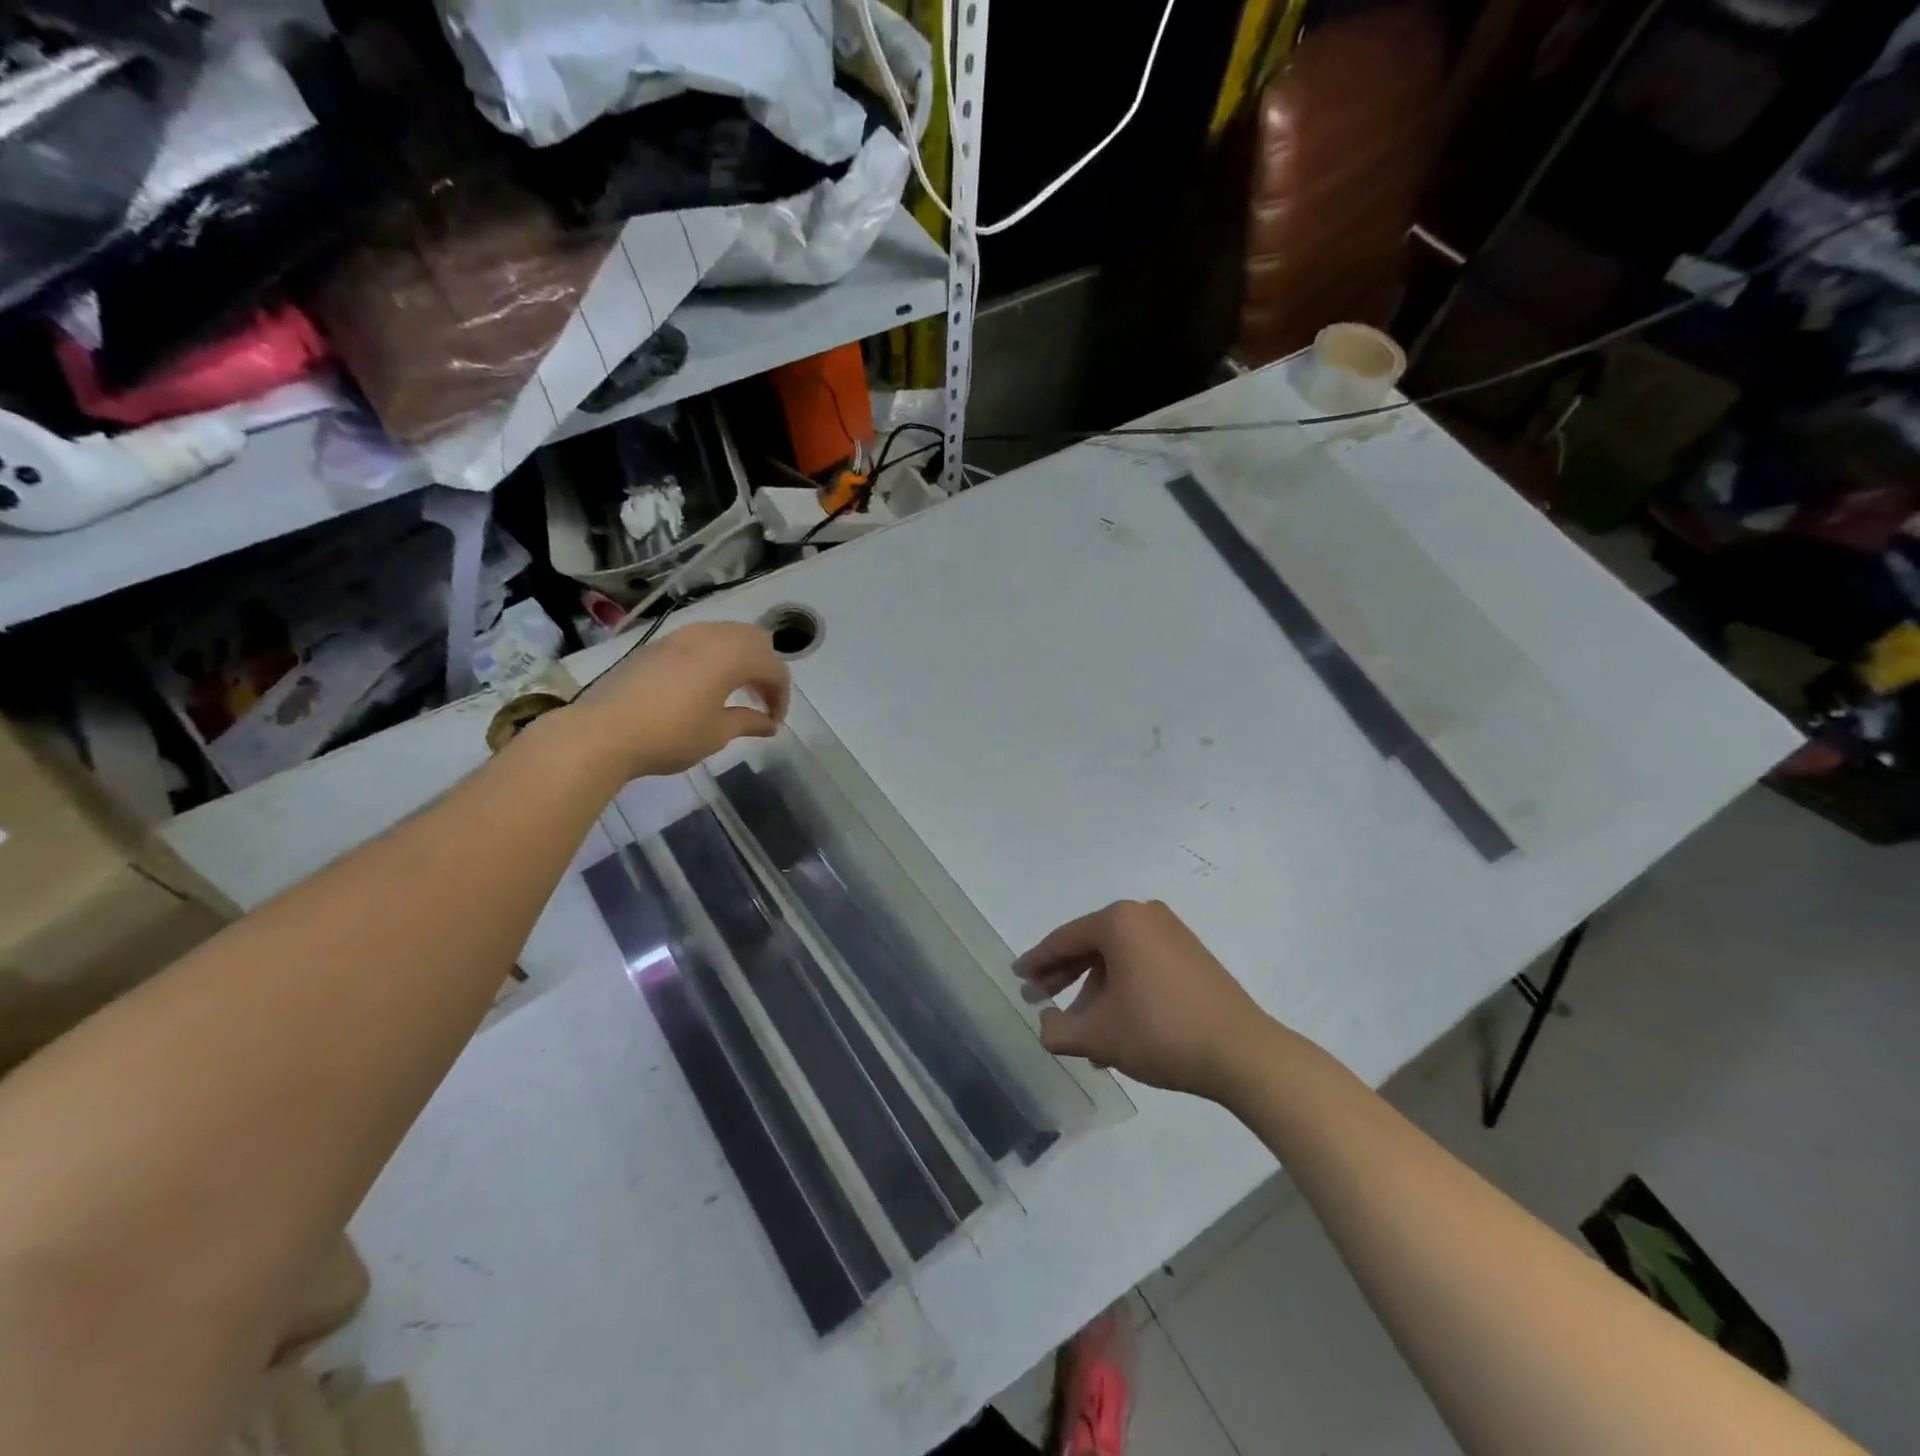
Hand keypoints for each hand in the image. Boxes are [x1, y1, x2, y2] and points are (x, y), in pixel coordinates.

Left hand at [573, 621, 790, 777]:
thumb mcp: (716, 733)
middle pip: (754, 640)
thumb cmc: (670, 735)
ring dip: (740, 658)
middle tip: (760, 700)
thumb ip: (748, 722)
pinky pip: (700, 640)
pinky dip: (715, 656)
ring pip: (726, 634)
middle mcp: (711, 636)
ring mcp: (681, 636)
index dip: (781, 695)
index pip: (774, 668)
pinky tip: (704, 684)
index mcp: (732, 656)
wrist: (604, 732)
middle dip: (765, 668)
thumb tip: (768, 723)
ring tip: (735, 690)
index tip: (774, 722)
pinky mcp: (658, 644)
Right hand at [1016, 899, 1279, 1104]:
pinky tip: (1114, 1024)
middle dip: (1063, 976)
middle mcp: (1144, 915)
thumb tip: (1045, 1024)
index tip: (1017, 977)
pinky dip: (1121, 988)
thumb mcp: (1099, 1036)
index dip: (1036, 962)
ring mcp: (1172, 932)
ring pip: (1116, 958)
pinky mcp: (1191, 954)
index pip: (1064, 940)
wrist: (1242, 1053)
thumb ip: (1058, 1030)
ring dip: (1093, 990)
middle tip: (1039, 1000)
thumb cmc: (1161, 1033)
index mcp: (1119, 921)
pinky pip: (1141, 964)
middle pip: (1090, 945)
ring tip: (1080, 1029)